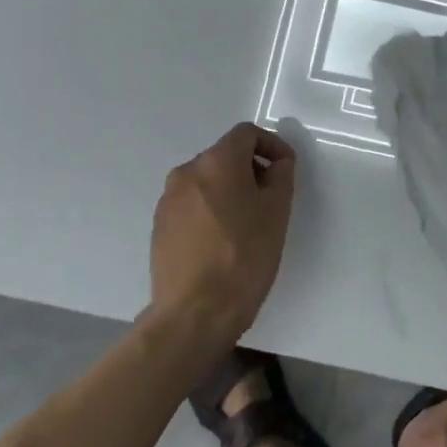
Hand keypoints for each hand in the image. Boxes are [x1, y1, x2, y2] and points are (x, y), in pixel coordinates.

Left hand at [150, 123, 297, 342]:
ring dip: (230, 190)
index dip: (272, 144)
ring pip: (207, 181)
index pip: (246, 133)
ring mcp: (168, 200)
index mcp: (216, 162)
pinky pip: (192, 204)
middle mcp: (186, 173)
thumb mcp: (277, 212)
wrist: (195, 313)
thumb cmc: (244, 257)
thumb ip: (281, 175)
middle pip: (225, 156)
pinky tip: (223, 241)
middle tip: (272, 199)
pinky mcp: (159, 227)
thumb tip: (276, 162)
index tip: (286, 169)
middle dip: (251, 169)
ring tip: (248, 223)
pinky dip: (211, 210)